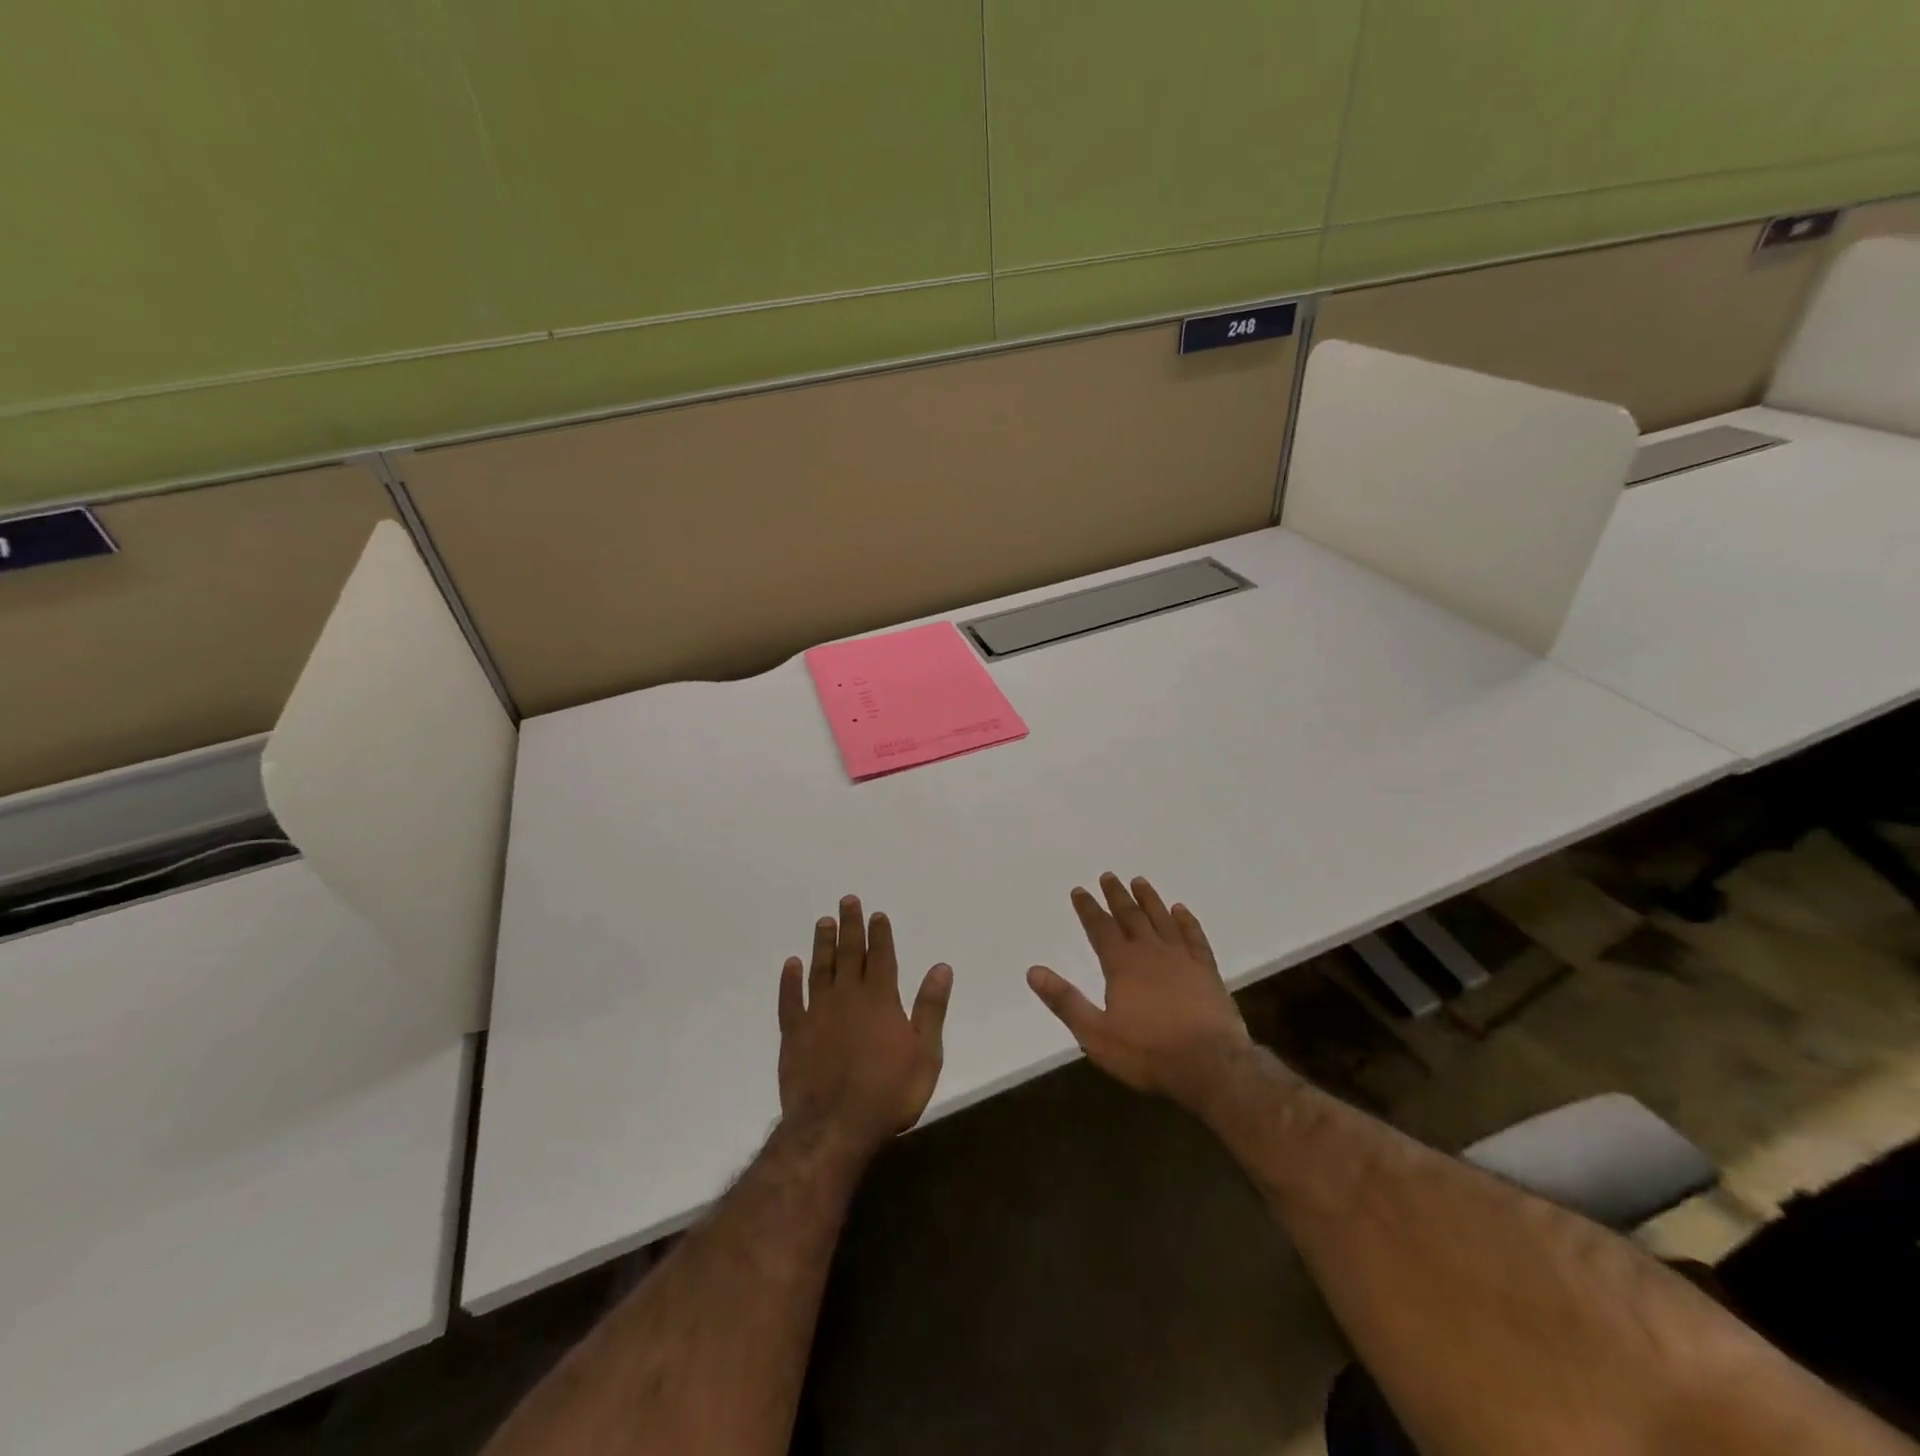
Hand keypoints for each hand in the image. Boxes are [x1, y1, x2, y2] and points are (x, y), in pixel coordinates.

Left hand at [778, 895, 952, 1158]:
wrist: (835, 1127)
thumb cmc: (889, 1093)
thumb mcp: (925, 1054)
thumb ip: (931, 1008)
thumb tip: (941, 967)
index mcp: (881, 1000)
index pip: (882, 957)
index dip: (880, 934)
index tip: (877, 914)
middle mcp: (848, 997)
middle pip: (850, 954)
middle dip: (850, 926)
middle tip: (847, 901)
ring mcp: (817, 1013)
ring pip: (820, 969)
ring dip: (823, 944)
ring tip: (823, 922)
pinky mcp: (794, 1034)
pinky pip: (790, 999)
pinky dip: (790, 980)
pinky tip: (791, 964)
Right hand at [1027, 873, 1251, 1105]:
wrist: (1211, 1066)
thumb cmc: (1149, 1053)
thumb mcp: (1096, 1034)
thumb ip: (1065, 1001)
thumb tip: (1033, 971)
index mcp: (1122, 965)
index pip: (1100, 928)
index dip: (1088, 909)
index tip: (1079, 890)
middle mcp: (1151, 953)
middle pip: (1131, 917)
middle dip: (1117, 896)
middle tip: (1108, 876)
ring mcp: (1182, 959)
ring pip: (1162, 920)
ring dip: (1149, 900)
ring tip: (1139, 881)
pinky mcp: (1207, 972)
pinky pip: (1195, 937)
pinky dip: (1187, 921)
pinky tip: (1181, 910)